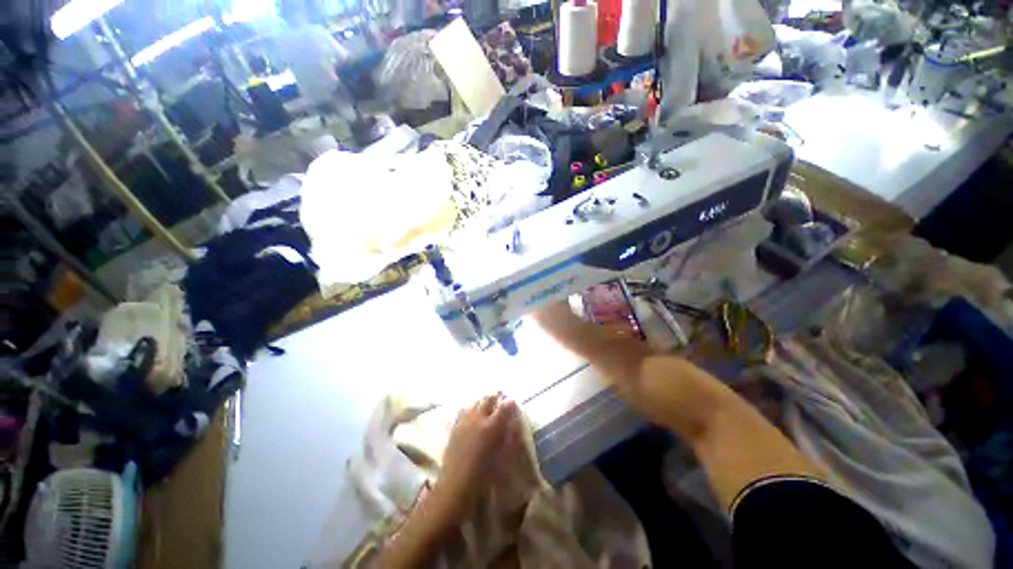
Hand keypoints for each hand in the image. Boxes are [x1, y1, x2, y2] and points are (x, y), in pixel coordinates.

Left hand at [430, 393, 521, 520]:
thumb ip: (510, 437)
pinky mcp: (454, 428)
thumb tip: (514, 423)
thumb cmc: (484, 476)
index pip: (505, 406)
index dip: (510, 403)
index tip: (513, 403)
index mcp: (492, 426)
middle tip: (501, 400)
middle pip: (487, 400)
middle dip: (496, 398)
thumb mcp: (503, 457)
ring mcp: (464, 421)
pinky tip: (472, 416)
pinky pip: (463, 411)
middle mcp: (477, 418)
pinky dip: (470, 409)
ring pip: (474, 403)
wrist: (456, 487)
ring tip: (486, 406)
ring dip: (482, 402)